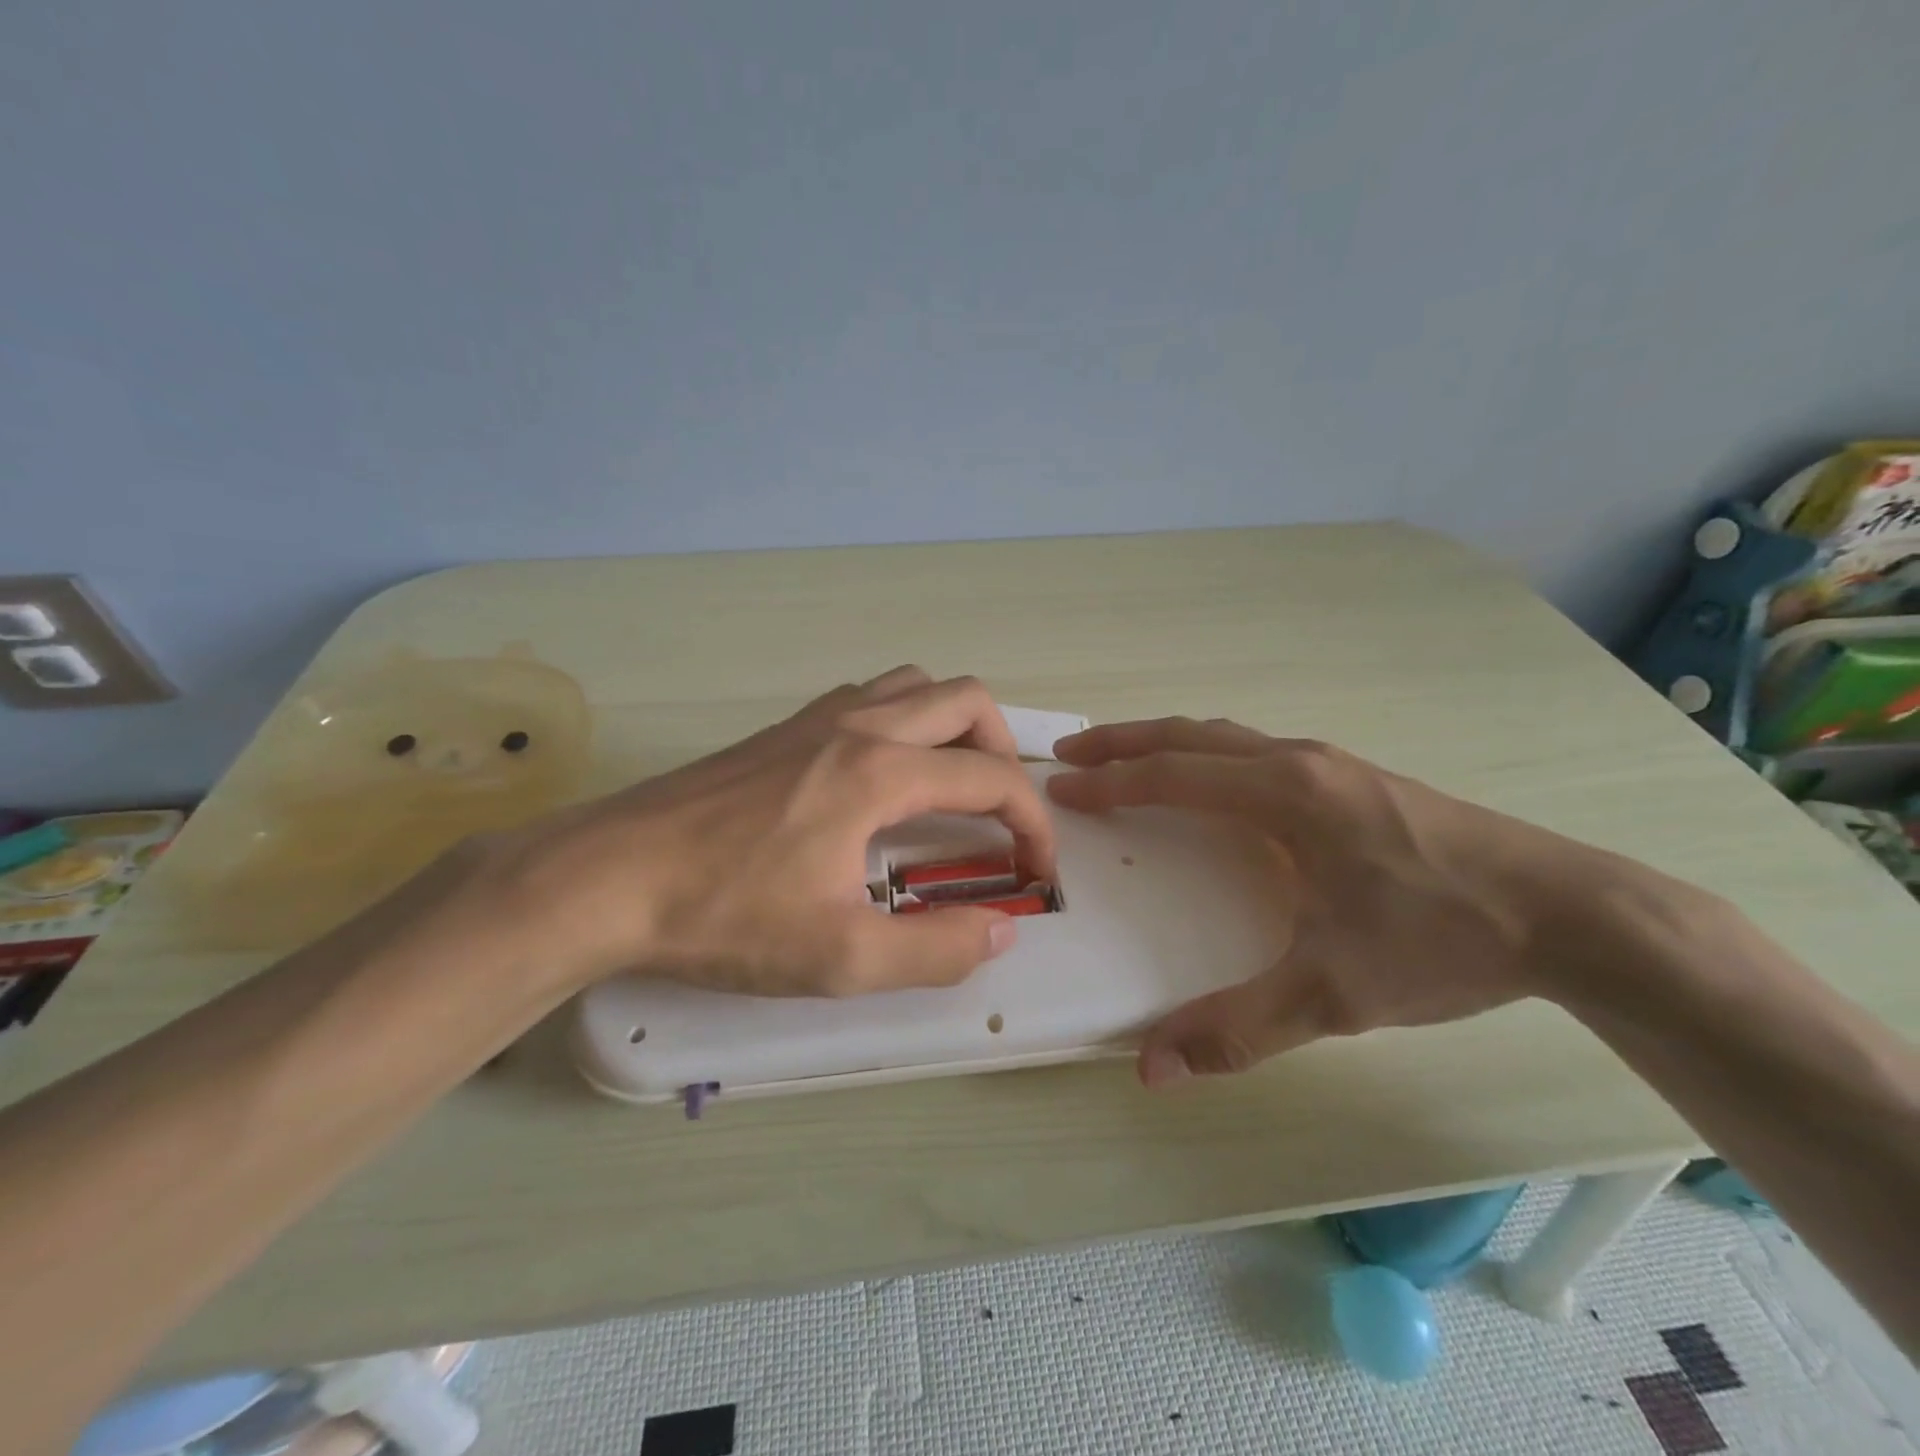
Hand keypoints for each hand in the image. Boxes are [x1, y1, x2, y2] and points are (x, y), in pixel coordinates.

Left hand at [413, 667, 1055, 998]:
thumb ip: (935, 950)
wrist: (609, 876)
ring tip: (951, 784)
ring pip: (916, 686)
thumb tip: (1000, 931)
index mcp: (880, 773)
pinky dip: (904, 720)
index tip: (1037, 872)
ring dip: (954, 726)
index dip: (1033, 824)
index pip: (992, 780)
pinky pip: (869, 695)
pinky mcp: (783, 727)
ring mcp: (816, 717)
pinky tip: (883, 773)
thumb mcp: (840, 957)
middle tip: (1000, 814)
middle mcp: (858, 725)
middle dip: (1003, 753)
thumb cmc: (725, 916)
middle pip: (966, 701)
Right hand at [1049, 718, 1605, 1086]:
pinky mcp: (1354, 779)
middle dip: (1124, 742)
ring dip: (1168, 743)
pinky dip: (1209, 754)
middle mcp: (1300, 763)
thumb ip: (1238, 1027)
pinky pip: (1256, 751)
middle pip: (1191, 736)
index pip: (1172, 776)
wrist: (1572, 914)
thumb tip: (1151, 1068)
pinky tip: (1213, 784)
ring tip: (1126, 759)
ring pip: (1227, 738)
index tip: (1060, 788)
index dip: (1109, 783)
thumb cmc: (1443, 939)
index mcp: (1284, 795)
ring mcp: (1331, 765)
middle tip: (1071, 754)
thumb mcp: (1334, 993)